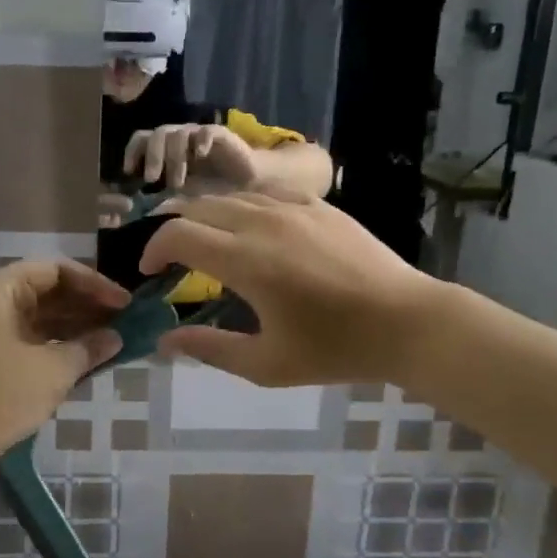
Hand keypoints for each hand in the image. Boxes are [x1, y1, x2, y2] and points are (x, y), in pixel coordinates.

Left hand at [0, 261, 126, 457]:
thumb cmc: (1, 396)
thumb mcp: (53, 371)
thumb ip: (88, 348)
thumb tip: (116, 338)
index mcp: (0, 290)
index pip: (55, 270)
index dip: (93, 283)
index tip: (123, 303)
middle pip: (47, 290)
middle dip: (87, 305)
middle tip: (123, 321)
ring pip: (40, 316)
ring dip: (75, 325)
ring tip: (112, 339)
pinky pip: (30, 337)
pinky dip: (57, 343)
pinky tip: (85, 356)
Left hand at [123, 123, 260, 189]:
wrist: (245, 181)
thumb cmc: (211, 188)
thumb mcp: (182, 193)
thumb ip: (162, 192)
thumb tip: (138, 205)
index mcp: (166, 147)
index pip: (142, 139)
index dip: (133, 152)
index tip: (129, 172)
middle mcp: (179, 137)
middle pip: (158, 134)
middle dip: (152, 157)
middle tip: (151, 179)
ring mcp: (198, 134)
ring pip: (179, 134)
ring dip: (175, 159)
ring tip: (177, 184)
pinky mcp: (220, 134)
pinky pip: (207, 132)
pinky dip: (202, 141)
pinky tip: (200, 155)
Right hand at [140, 192, 447, 386]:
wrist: (407, 322)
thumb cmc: (335, 350)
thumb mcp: (267, 365)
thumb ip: (210, 350)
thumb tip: (164, 340)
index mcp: (246, 261)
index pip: (178, 235)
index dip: (153, 249)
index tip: (149, 273)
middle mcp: (263, 222)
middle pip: (198, 207)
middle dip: (172, 228)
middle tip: (168, 257)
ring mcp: (293, 207)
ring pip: (230, 196)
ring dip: (205, 215)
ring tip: (202, 239)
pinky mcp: (318, 205)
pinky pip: (264, 193)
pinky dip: (241, 205)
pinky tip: (247, 225)